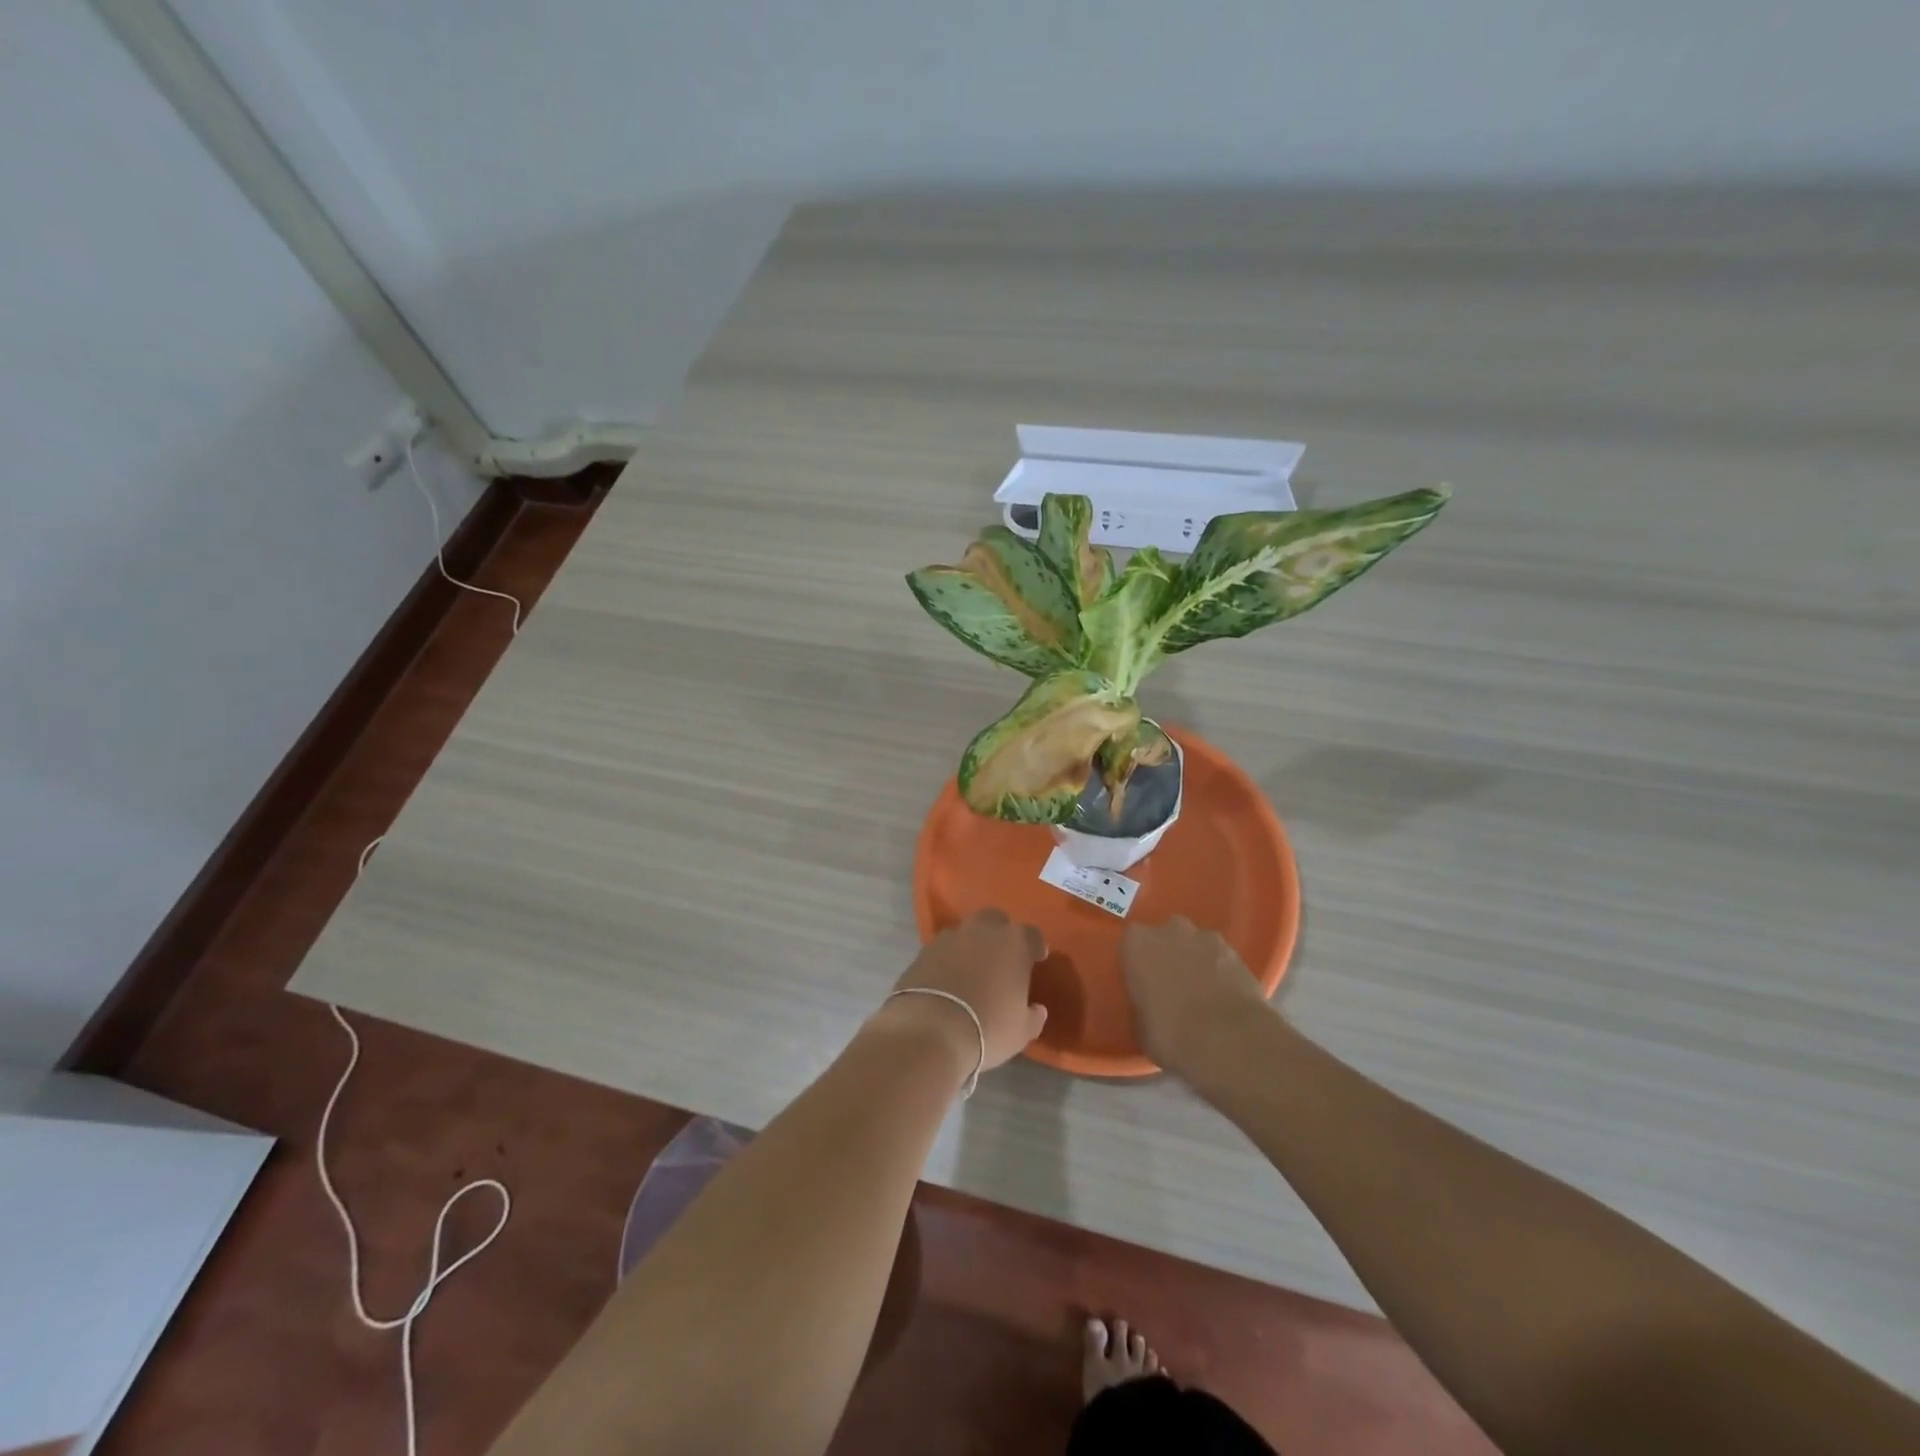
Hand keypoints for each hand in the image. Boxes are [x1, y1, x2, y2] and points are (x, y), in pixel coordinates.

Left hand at [881, 909, 1048, 1076]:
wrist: (930, 1031)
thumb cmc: (987, 1028)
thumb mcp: (1021, 1031)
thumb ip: (1032, 1016)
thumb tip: (1037, 1010)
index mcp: (1013, 943)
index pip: (1031, 934)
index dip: (1035, 945)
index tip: (1036, 958)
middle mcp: (982, 931)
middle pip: (995, 920)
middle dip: (1000, 934)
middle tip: (1001, 957)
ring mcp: (949, 938)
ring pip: (965, 932)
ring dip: (971, 945)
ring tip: (971, 970)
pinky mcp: (922, 952)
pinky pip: (942, 950)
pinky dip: (947, 960)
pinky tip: (947, 980)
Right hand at [1120, 916, 1268, 1077]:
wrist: (1228, 1040)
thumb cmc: (1170, 1034)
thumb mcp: (1141, 1025)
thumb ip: (1142, 1003)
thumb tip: (1149, 1005)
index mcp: (1137, 944)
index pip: (1130, 943)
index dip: (1137, 962)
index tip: (1142, 983)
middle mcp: (1169, 931)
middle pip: (1165, 936)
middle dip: (1168, 954)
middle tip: (1170, 985)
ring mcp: (1206, 939)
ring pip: (1195, 944)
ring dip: (1195, 960)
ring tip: (1201, 992)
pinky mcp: (1236, 953)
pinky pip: (1221, 959)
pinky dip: (1220, 971)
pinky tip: (1223, 996)